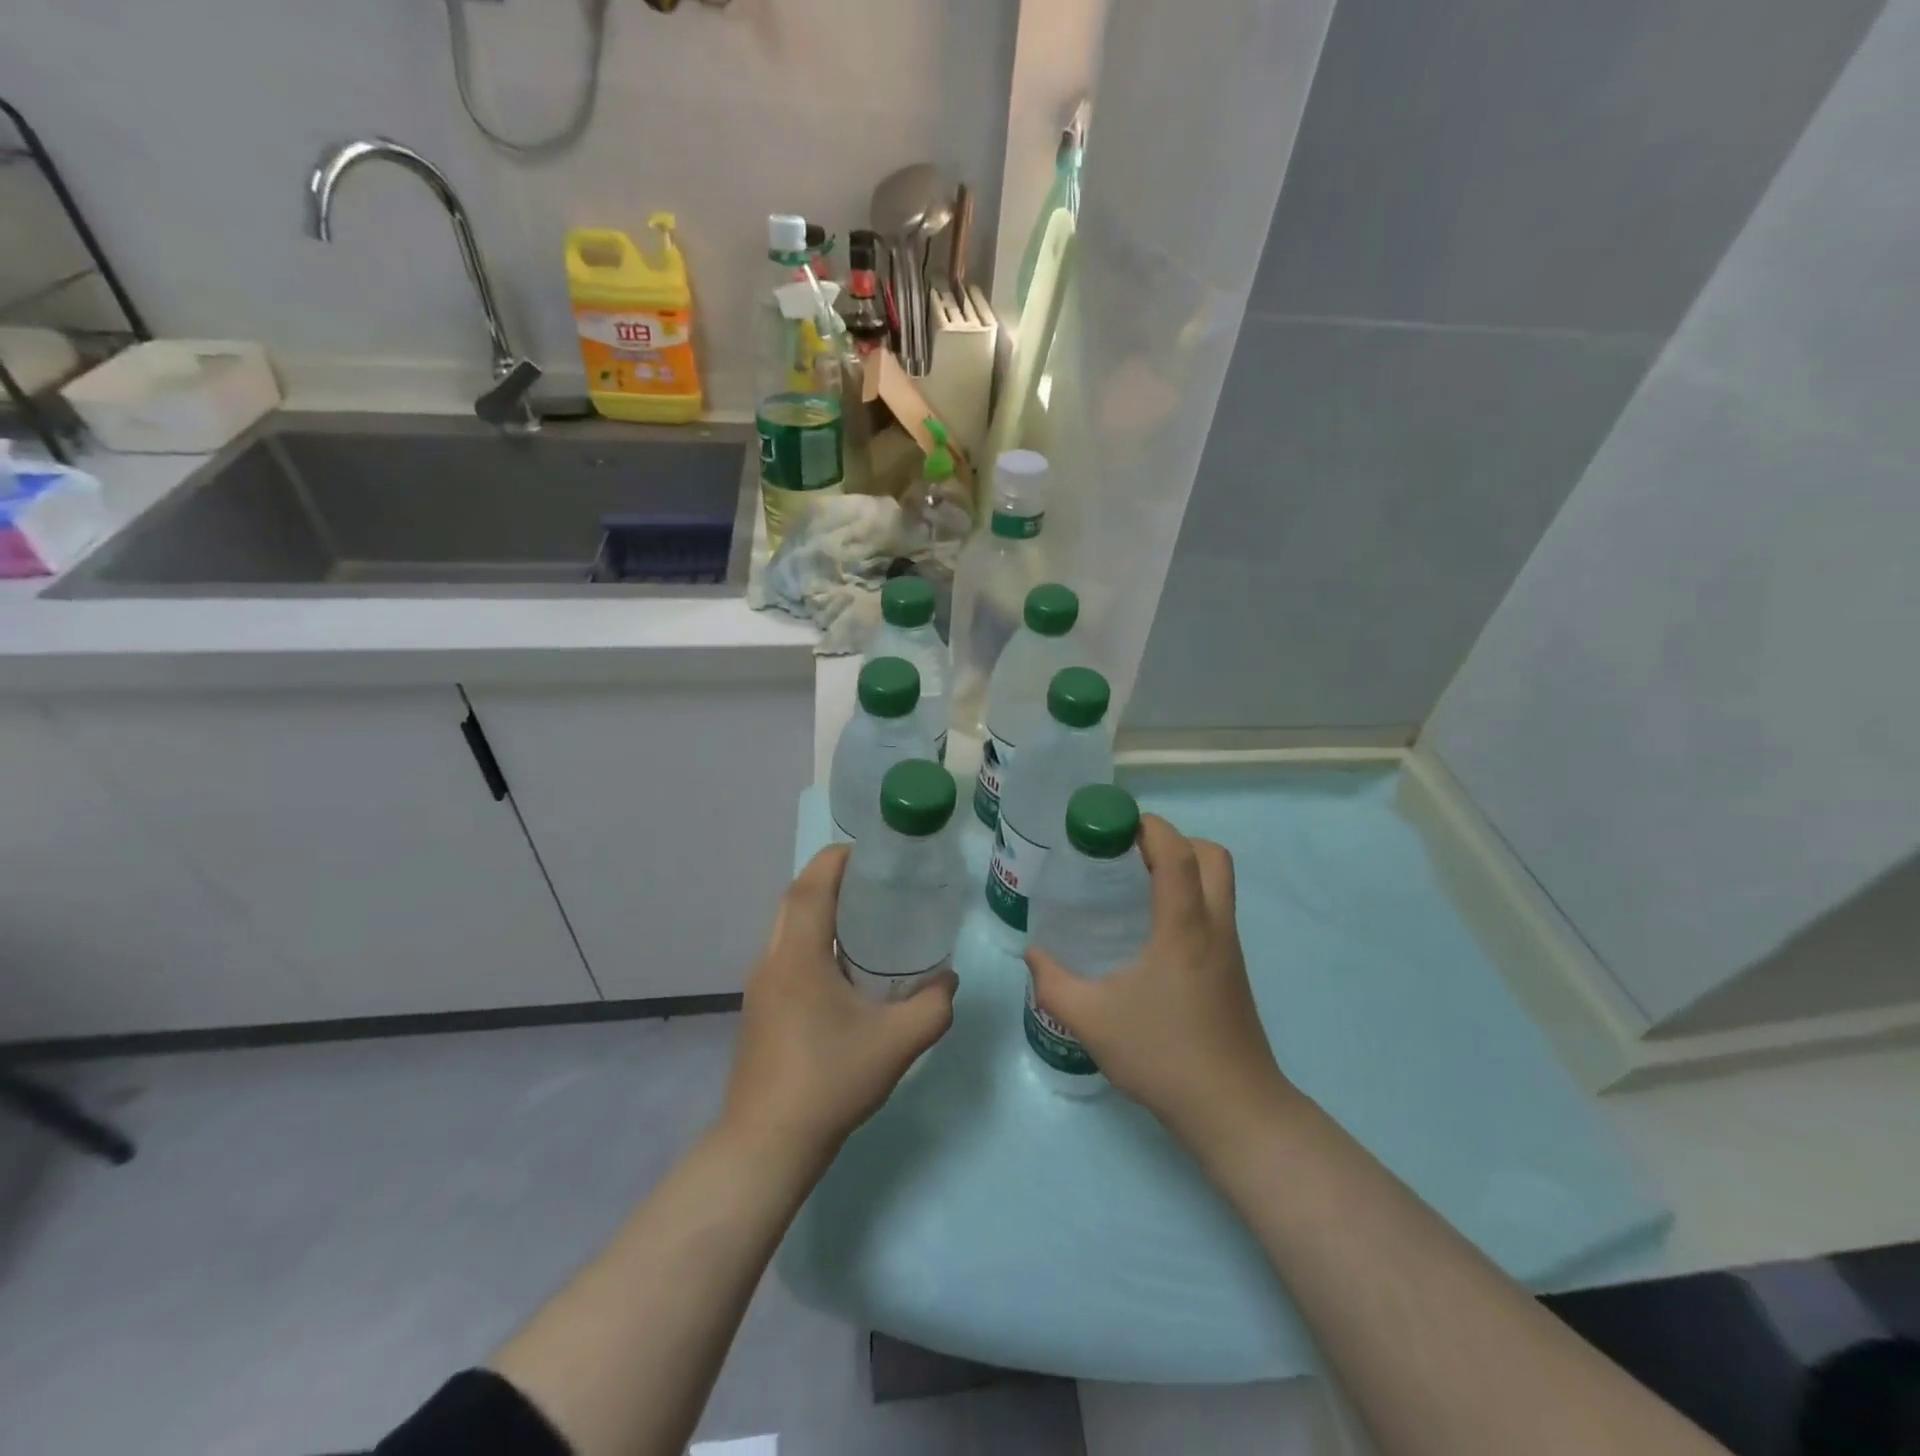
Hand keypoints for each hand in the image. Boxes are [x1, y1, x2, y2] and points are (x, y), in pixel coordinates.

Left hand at [721, 845, 956, 1168]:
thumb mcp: (896, 1044)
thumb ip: (933, 1006)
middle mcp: (772, 960)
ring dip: (821, 910)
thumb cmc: (828, 1083)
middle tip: (877, 881)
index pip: (812, 886)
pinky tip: (845, 967)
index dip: (839, 859)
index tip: (874, 853)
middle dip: (832, 878)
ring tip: (867, 916)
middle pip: (796, 899)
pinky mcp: (760, 1008)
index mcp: (798, 956)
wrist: (766, 1145)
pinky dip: (814, 940)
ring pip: (788, 926)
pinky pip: (787, 953)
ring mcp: (761, 986)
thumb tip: (949, 980)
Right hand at [1025, 815, 1298, 1152]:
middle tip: (1127, 855)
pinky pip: (1214, 911)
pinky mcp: (1232, 971)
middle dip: (1172, 841)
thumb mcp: (1092, 1020)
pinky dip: (1187, 898)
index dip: (1148, 827)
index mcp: (1184, 926)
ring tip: (1134, 886)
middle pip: (1211, 856)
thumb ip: (1053, 982)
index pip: (1177, 852)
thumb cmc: (1164, 1056)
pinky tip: (1150, 931)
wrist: (1234, 1111)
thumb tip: (1033, 955)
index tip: (1111, 825)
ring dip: (1183, 868)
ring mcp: (1230, 949)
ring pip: (1218, 883)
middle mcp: (1214, 926)